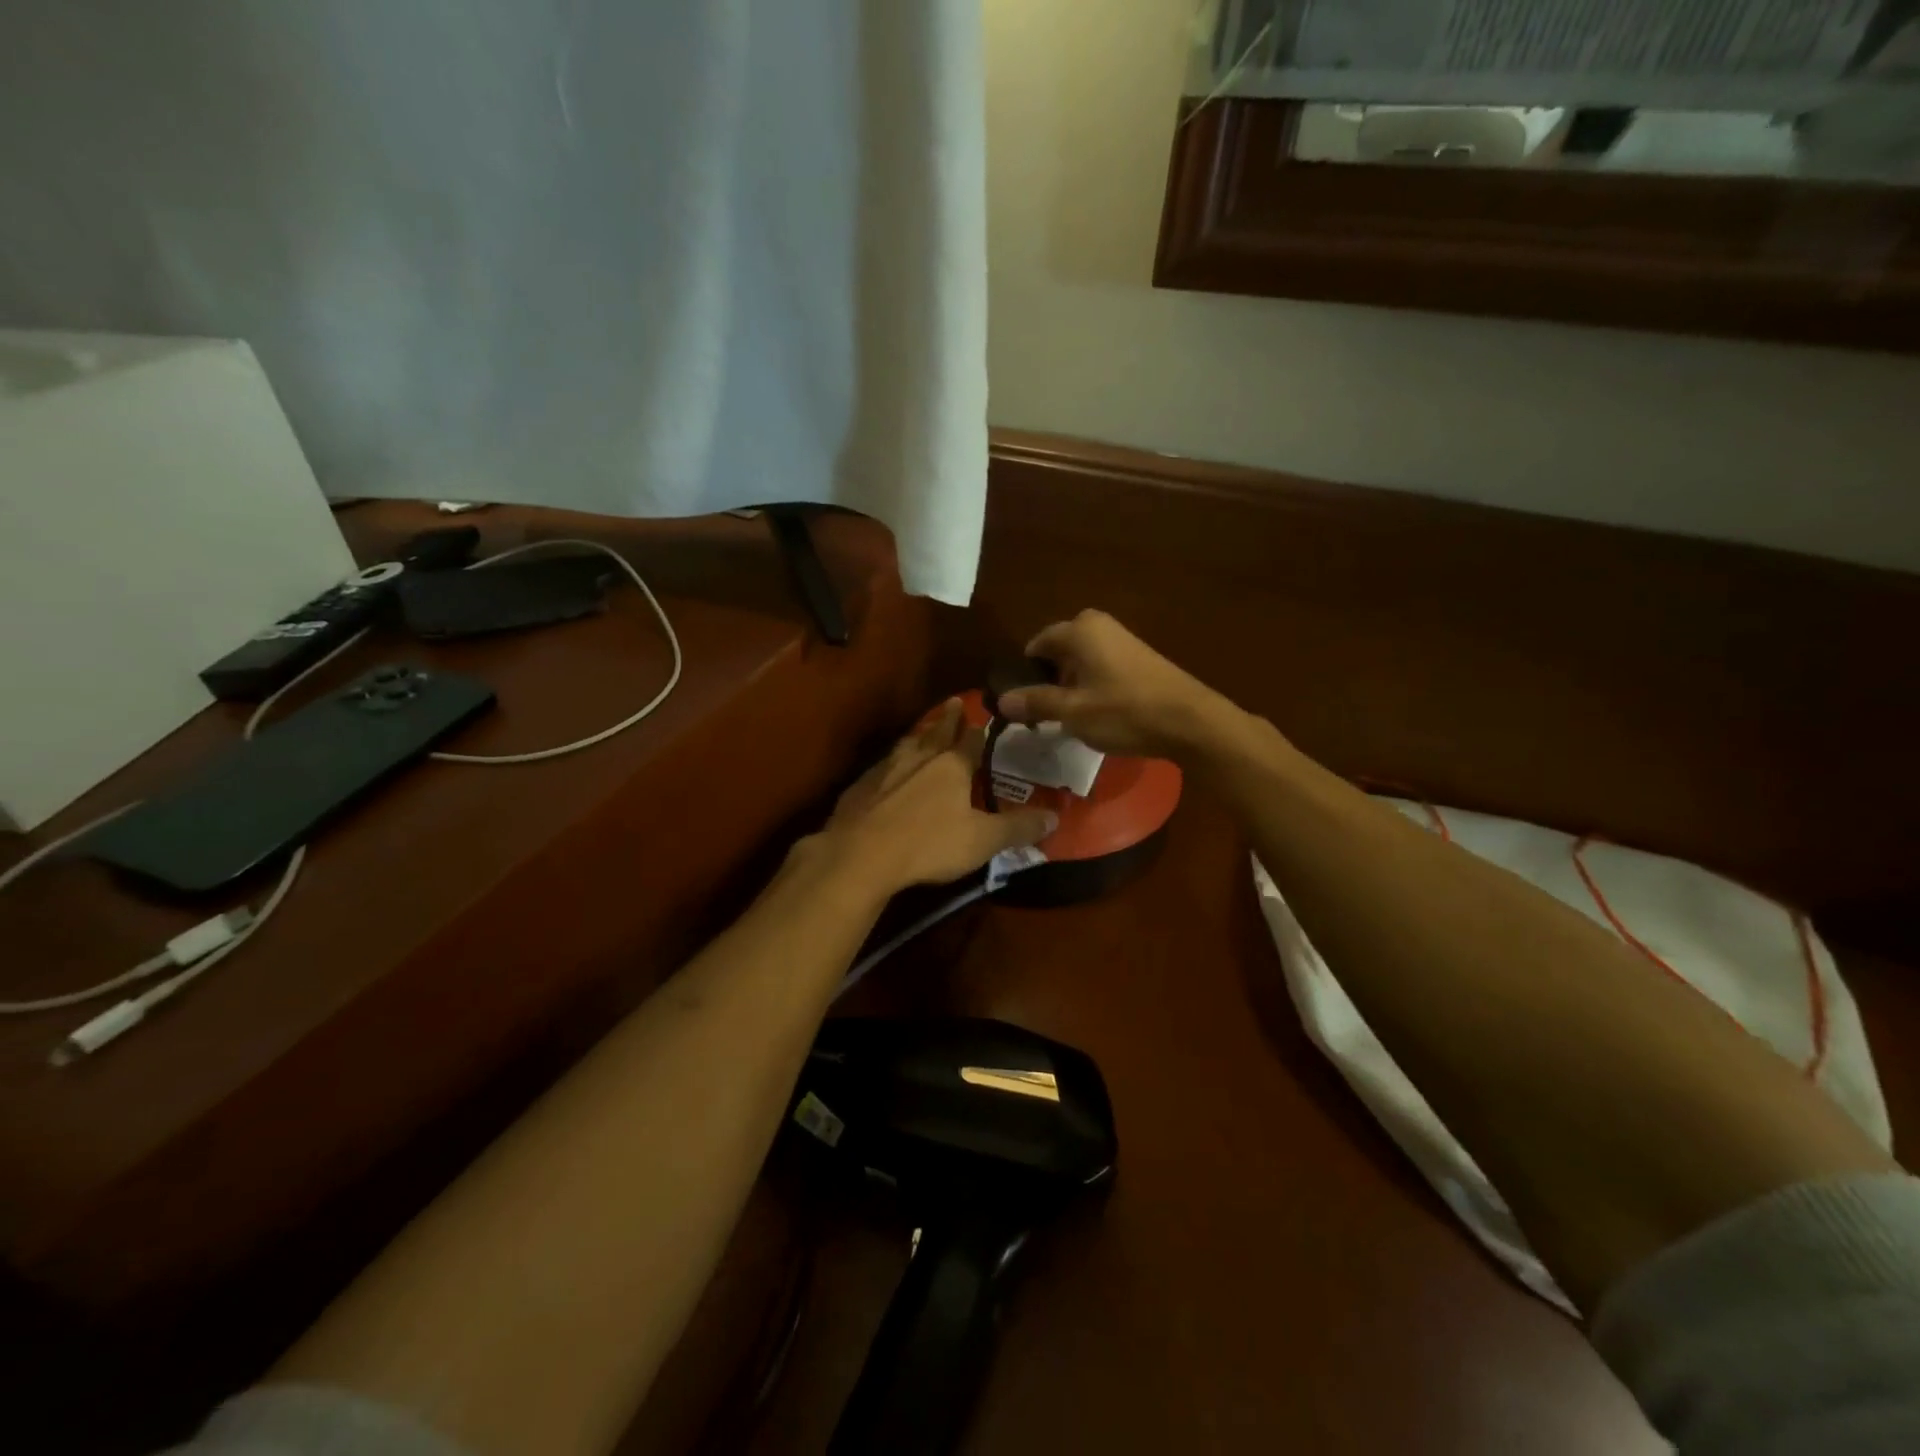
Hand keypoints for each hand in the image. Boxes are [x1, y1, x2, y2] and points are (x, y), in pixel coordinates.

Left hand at [817, 700, 1056, 893]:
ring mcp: (885, 770)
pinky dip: (891, 761)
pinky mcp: (860, 787)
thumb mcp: (982, 841)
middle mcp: (919, 759)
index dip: (980, 730)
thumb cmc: (929, 844)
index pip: (971, 741)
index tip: (984, 715)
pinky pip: (881, 766)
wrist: (861, 854)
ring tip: (923, 729)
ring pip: (907, 745)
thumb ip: (1017, 828)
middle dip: (948, 718)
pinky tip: (887, 768)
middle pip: (937, 733)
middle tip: (953, 701)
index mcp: (951, 767)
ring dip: (919, 735)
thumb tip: (1054, 817)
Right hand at [996, 610, 1226, 759]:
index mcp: (1079, 630)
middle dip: (1047, 680)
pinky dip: (1091, 687)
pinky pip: (1100, 668)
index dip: (1024, 674)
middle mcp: (1099, 626)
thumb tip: (1001, 700)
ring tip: (1068, 719)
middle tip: (1043, 715)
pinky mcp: (1138, 658)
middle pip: (1058, 652)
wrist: (1190, 721)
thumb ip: (1036, 703)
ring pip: (1080, 661)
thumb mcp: (1072, 712)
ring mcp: (1122, 640)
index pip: (1036, 645)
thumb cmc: (1124, 712)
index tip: (1020, 704)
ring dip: (1069, 686)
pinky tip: (1096, 715)